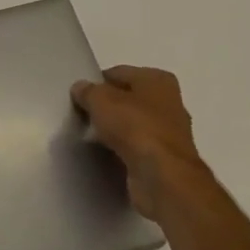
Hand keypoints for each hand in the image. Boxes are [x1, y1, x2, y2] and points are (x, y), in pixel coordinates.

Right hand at [71, 66, 214, 225]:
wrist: (161, 175)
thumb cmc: (134, 127)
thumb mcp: (101, 100)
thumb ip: (88, 91)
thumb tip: (80, 88)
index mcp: (158, 80)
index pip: (119, 73)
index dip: (97, 82)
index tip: (79, 96)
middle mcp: (169, 102)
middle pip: (128, 99)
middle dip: (108, 107)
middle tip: (83, 116)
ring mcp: (170, 132)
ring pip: (133, 124)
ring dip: (115, 130)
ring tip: (90, 136)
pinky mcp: (165, 159)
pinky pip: (136, 147)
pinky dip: (123, 150)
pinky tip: (106, 154)